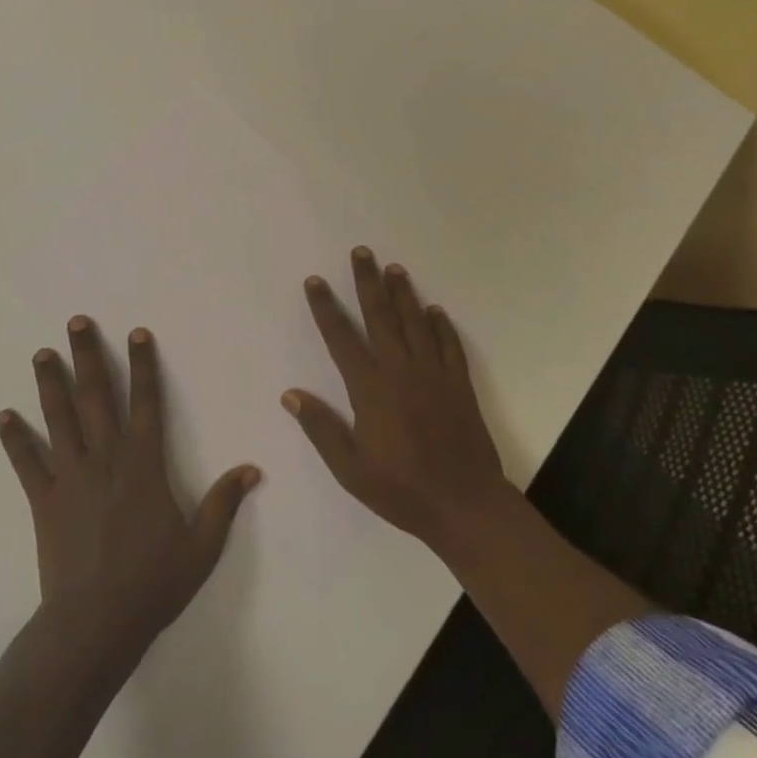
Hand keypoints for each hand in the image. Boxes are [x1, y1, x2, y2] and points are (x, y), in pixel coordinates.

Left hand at [0, 317, 260, 670]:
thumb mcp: (201, 546)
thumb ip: (224, 503)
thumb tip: (252, 469)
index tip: (136, 333)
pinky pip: (27, 463)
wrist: (96, 625)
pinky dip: (15, 439)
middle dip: (86, 355)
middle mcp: (105, 458)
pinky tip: (4, 415)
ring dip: (50, 383)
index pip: (146, 401)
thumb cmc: (152, 583)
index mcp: (143, 463)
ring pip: (59, 418)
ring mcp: (71, 476)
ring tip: (42, 353)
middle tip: (75, 322)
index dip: (143, 365)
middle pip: (95, 396)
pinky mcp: (45, 500)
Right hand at [283, 248, 509, 555]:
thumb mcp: (350, 469)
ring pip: (415, 322)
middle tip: (362, 252)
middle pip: (380, 316)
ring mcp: (433, 374)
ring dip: (403, 293)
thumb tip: (291, 394)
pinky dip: (441, 325)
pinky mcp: (459, 384)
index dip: (326, 308)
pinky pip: (449, 345)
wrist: (465, 505)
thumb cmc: (401, 489)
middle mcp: (400, 370)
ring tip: (394, 268)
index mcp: (370, 388)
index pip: (341, 338)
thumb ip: (321, 428)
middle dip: (368, 282)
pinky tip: (435, 310)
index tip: (316, 281)